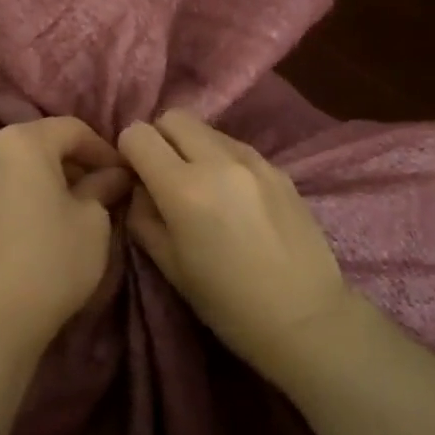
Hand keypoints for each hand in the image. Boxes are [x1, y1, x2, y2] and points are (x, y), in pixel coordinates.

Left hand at [0, 117, 130, 350]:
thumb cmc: (54, 256)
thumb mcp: (93, 218)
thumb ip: (104, 185)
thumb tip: (116, 174)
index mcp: (22, 140)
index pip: (73, 129)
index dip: (104, 149)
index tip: (127, 174)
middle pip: (46, 140)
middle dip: (80, 159)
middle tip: (110, 186)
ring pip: (27, 161)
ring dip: (57, 174)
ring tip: (86, 201)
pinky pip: (11, 180)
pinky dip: (35, 187)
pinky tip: (56, 213)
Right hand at [119, 110, 357, 388]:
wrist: (306, 317)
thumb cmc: (228, 303)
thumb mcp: (168, 266)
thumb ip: (143, 216)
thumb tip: (139, 188)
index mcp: (184, 188)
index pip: (138, 134)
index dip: (128, 152)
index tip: (135, 177)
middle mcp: (218, 161)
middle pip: (173, 117)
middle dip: (159, 139)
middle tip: (163, 175)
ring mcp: (253, 160)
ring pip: (206, 128)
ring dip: (191, 146)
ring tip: (200, 186)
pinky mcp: (278, 168)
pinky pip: (235, 146)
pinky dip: (221, 158)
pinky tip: (231, 196)